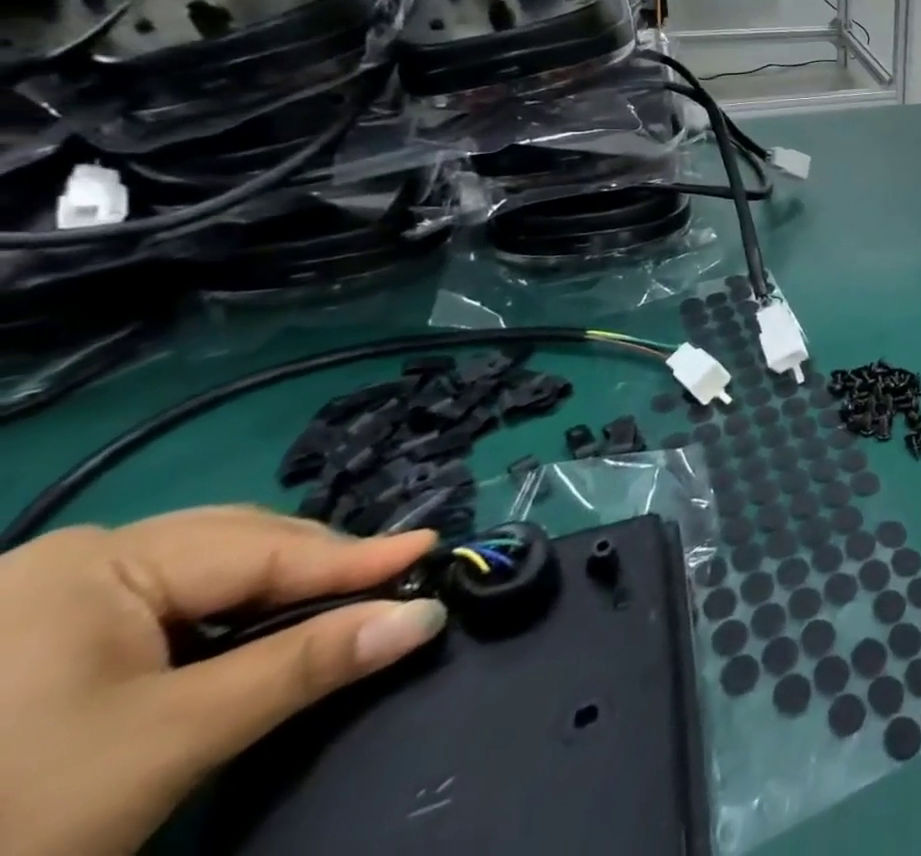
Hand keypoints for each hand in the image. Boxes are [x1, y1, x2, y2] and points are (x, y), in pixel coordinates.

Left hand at [0, 508, 446, 855]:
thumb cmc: (10, 816)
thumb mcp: (167, 743)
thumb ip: (306, 665)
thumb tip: (424, 616)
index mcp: (101, 560)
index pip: (266, 547)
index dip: (357, 556)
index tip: (434, 550)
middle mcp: (78, 556)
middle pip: (238, 548)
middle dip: (314, 572)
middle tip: (390, 588)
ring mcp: (50, 594)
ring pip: (205, 574)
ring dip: (274, 595)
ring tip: (335, 609)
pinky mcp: (38, 636)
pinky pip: (165, 604)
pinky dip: (223, 619)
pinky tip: (250, 639)